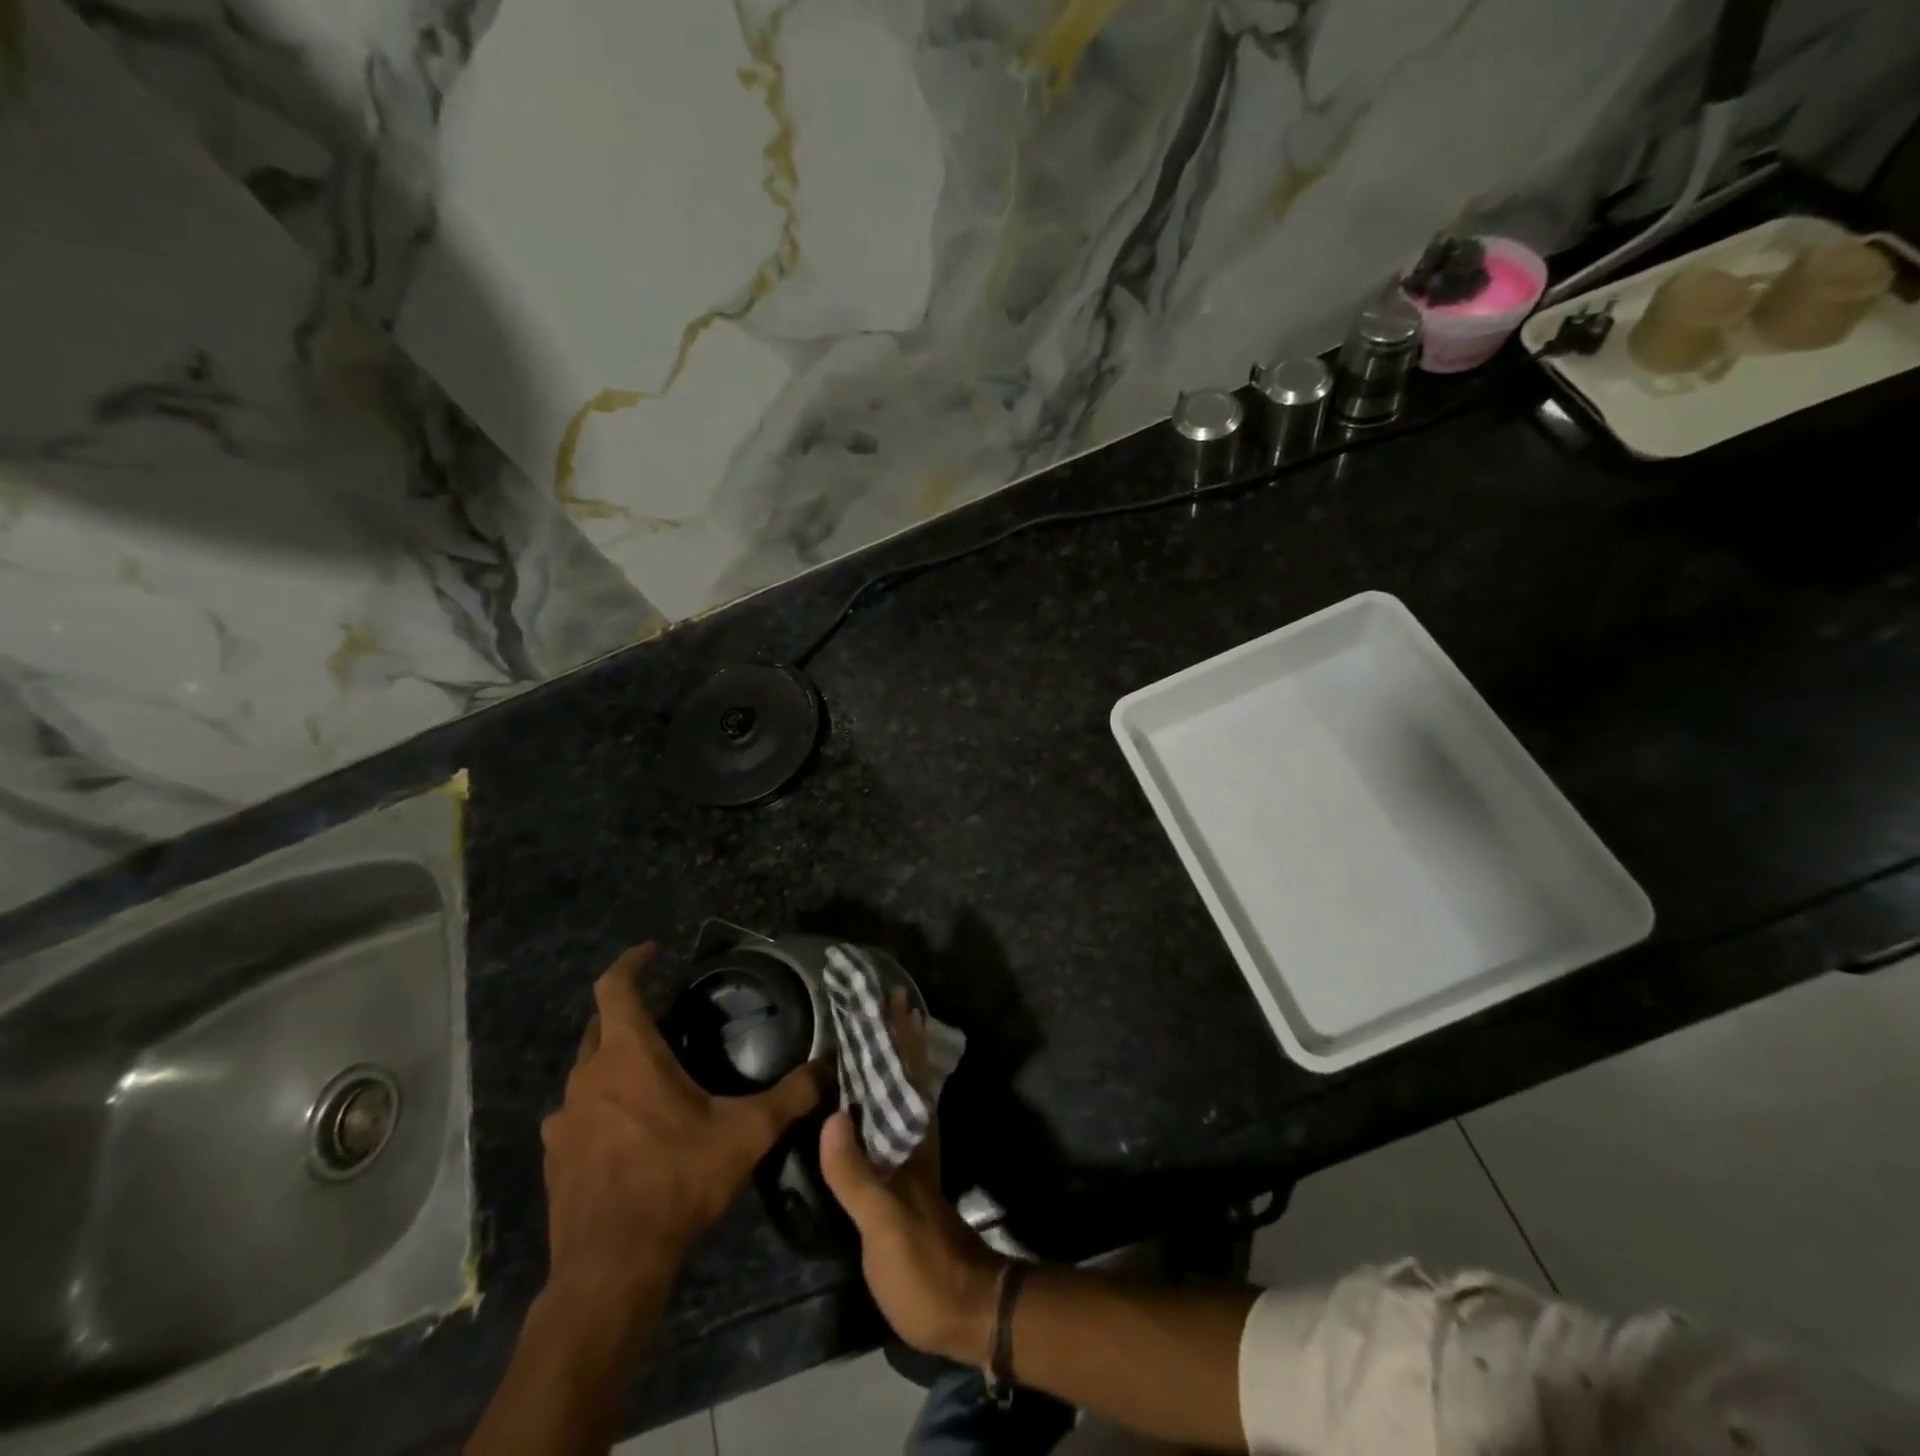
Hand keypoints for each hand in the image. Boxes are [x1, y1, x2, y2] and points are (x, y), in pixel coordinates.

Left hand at [541, 943, 829, 1313]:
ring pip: (587, 1071)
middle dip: (628, 1012)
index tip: (652, 950)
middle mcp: (587, 1077)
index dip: (631, 962)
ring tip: (650, 1076)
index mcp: (628, 1056)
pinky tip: (628, 1130)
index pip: (615, 987)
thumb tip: (829, 1067)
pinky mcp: (554, 1156)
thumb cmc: (676, 1182)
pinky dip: (600, 1105)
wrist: (610, 1268)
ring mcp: (563, 1119)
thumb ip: (791, 1095)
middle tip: (666, 1017)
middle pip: (599, 1026)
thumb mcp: (746, 1134)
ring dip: (613, 1062)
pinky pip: (577, 1113)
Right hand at [818, 990, 1005, 1366]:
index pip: (905, 1071)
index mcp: (912, 1136)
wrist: (962, 1308)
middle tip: (881, 997)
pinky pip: (893, 1117)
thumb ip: (857, 1173)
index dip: (898, 1033)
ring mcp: (912, 1155)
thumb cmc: (922, 1264)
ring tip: (879, 1028)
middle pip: (906, 1074)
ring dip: (893, 1057)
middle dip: (895, 1035)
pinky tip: (871, 1095)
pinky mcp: (905, 1178)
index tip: (888, 994)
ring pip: (902, 1091)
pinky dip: (885, 1094)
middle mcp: (915, 1136)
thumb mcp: (884, 1223)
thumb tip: (832, 1114)